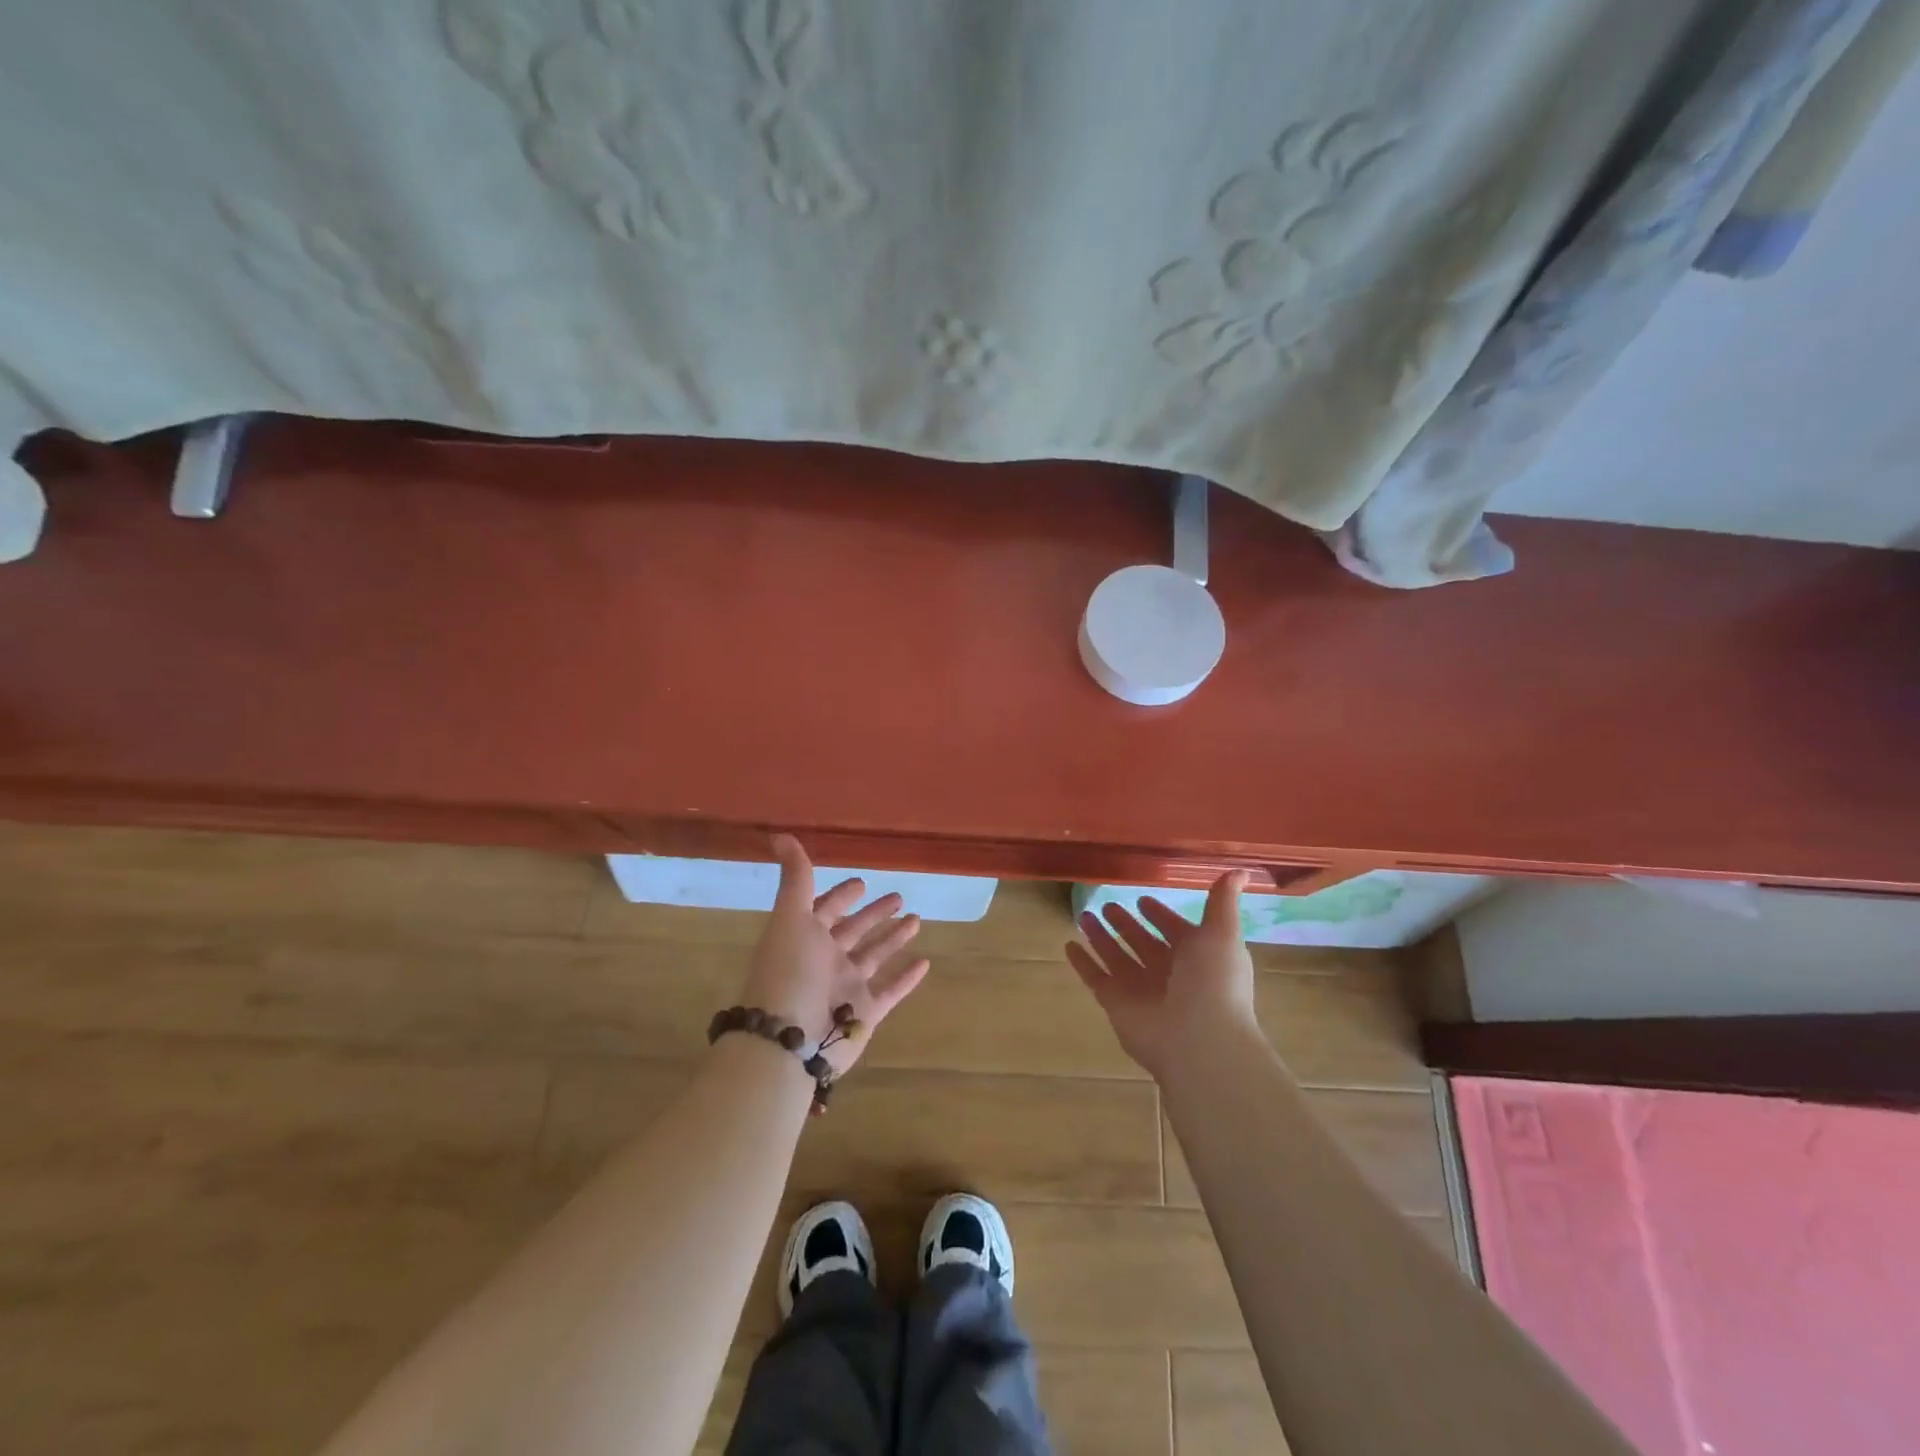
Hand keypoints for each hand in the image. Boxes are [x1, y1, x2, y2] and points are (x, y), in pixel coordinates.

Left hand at [739, 835, 930, 1074]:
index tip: (862, 882)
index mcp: (805, 937)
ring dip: (894, 938)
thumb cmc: (789, 972)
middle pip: (854, 931)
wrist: (789, 1040)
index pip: (825, 909)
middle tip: (899, 897)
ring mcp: (846, 987)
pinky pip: (891, 990)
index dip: (841, 895)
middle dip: (874, 914)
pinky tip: (925, 962)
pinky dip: (907, 977)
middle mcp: (825, 960)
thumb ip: (795, 879)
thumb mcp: (791, 918)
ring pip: (875, 956)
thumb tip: (780, 835)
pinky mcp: (866, 1012)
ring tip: (918, 919)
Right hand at [1067, 870, 1258, 1081]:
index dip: (1161, 915)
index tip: (1142, 898)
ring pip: (1117, 957)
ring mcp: (1141, 989)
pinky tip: (1069, 945)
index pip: (1174, 930)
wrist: (1199, 1040)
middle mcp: (1168, 973)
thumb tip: (1241, 870)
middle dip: (1126, 924)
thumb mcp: (1222, 933)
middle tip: (1108, 904)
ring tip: (1083, 915)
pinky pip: (1096, 978)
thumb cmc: (1213, 982)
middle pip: (1142, 942)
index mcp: (1196, 956)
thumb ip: (1223, 902)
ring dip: (1101, 937)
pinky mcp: (1117, 1004)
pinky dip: (1083, 963)